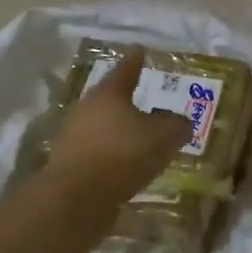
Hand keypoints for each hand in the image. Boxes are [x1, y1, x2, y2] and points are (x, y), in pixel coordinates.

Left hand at [33, 49, 192, 219]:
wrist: (74, 201)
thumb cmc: (122, 155)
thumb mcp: (164, 136)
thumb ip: (177, 125)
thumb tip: (181, 123)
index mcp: (109, 94)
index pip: (126, 69)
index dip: (137, 60)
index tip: (142, 51)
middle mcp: (87, 110)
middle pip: (112, 99)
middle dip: (131, 101)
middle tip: (153, 102)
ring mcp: (74, 138)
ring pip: (105, 127)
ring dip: (123, 131)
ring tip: (145, 139)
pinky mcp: (71, 166)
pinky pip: (100, 154)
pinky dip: (116, 156)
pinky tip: (131, 166)